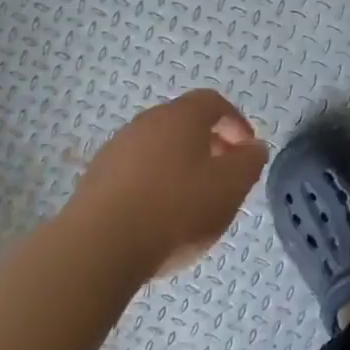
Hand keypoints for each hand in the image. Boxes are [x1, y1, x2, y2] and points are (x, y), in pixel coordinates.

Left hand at [67, 90, 268, 278]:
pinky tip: (158, 216)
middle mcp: (147, 122)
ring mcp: (116, 148)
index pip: (214, 102)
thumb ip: (249, 162)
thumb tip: (253, 147)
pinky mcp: (96, 177)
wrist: (98, 247)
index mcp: (181, 116)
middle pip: (184, 123)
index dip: (236, 123)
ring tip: (191, 200)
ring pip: (158, 147)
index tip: (247, 151)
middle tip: (223, 175)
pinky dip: (153, 183)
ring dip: (179, 164)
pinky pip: (135, 170)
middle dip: (209, 144)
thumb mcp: (230, 187)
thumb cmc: (175, 209)